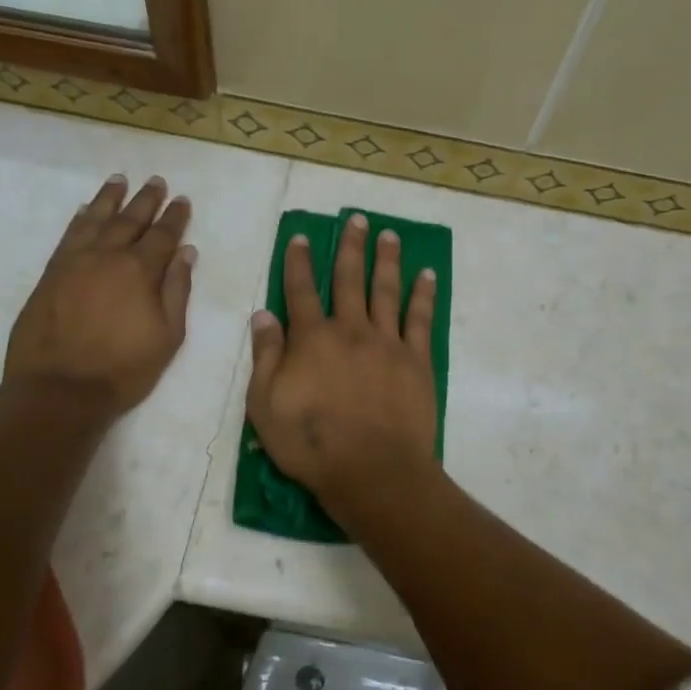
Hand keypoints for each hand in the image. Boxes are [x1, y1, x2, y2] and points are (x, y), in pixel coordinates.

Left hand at [5, 174, 194, 413]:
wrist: (59, 389)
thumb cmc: (123, 368)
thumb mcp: (168, 335)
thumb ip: (177, 290)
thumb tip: (186, 253)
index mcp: (140, 271)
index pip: (163, 235)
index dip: (175, 216)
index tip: (182, 200)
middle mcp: (107, 256)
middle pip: (130, 220)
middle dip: (146, 199)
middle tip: (156, 181)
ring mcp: (75, 262)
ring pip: (95, 220)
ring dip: (110, 199)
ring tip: (119, 180)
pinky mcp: (51, 274)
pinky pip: (68, 235)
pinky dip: (80, 219)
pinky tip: (85, 210)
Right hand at [245, 213, 439, 511]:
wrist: (373, 471)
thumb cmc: (312, 444)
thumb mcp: (265, 406)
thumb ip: (265, 357)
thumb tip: (263, 314)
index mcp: (311, 339)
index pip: (301, 290)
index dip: (299, 262)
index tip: (301, 236)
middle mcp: (350, 330)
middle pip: (349, 279)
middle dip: (350, 246)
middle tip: (357, 218)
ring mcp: (387, 342)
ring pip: (386, 290)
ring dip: (386, 259)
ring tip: (389, 234)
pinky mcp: (416, 360)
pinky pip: (420, 319)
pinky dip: (423, 295)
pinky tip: (427, 275)